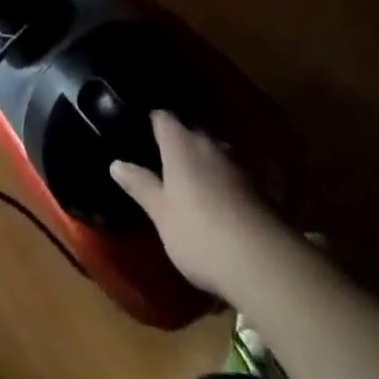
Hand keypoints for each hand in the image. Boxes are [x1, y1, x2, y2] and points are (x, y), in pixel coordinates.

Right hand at [110, 111, 280, 299]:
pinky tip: (217, 201)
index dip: (151, 121)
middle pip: (189, 131)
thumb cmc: (199, 233)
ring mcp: (236, 163)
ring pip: (212, 152)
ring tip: (189, 181)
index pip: (162, 116)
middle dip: (177, 142)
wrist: (262, 261)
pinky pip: (231, 173)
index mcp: (180, 143)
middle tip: (162, 160)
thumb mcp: (161, 214)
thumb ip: (140, 185)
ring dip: (202, 162)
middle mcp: (208, 143)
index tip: (140, 130)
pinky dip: (222, 180)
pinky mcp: (257, 186)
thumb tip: (116, 163)